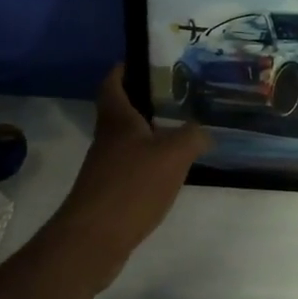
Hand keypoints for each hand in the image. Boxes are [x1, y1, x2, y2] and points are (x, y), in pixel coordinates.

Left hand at [47, 64, 211, 286]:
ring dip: (149, 133)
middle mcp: (107, 139)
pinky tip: (170, 170)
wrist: (94, 239)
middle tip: (175, 95)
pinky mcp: (109, 193)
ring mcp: (105, 167)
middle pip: (121, 112)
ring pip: (128, 140)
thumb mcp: (173, 155)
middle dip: (143, 101)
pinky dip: (149, 163)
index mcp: (117, 120)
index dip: (123, 69)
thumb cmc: (131, 186)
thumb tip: (203, 131)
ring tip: (180, 130)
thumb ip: (192, 136)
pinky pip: (132, 167)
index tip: (141, 60)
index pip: (113, 84)